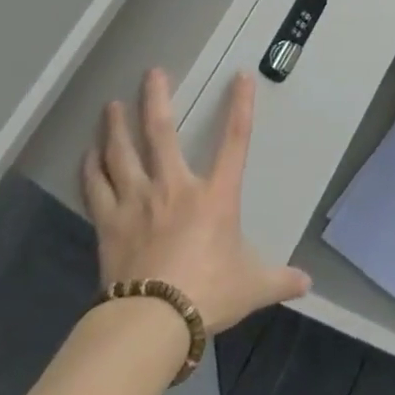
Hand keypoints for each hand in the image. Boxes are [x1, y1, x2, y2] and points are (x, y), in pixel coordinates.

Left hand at [80, 68, 309, 333]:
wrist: (152, 321)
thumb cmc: (208, 294)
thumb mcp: (252, 287)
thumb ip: (279, 281)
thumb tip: (307, 285)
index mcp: (215, 196)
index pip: (235, 142)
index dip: (240, 106)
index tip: (240, 76)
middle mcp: (174, 188)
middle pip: (162, 134)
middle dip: (156, 99)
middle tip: (151, 73)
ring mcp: (137, 202)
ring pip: (122, 153)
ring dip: (116, 127)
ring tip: (111, 105)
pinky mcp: (109, 223)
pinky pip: (96, 187)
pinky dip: (90, 168)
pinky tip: (87, 154)